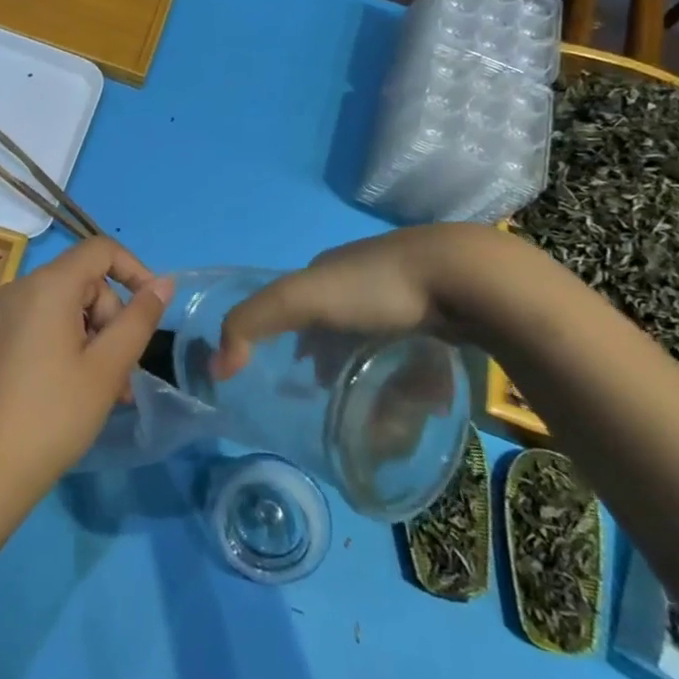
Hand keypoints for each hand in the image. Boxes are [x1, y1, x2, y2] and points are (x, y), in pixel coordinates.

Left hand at [0, 238, 173, 507]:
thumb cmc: (54, 415)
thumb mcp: (107, 367)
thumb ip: (139, 319)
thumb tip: (164, 282)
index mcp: (47, 286)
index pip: (100, 250)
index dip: (134, 270)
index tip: (153, 310)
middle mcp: (19, 288)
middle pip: (84, 282)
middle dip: (112, 321)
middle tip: (124, 375)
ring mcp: (2, 313)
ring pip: (65, 308)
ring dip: (93, 340)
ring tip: (108, 393)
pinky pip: (42, 324)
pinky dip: (67, 345)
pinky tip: (77, 389)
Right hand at [216, 223, 508, 377]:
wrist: (463, 275)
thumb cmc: (375, 287)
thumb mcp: (300, 300)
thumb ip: (251, 323)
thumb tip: (215, 366)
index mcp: (329, 269)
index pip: (301, 306)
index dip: (295, 342)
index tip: (304, 382)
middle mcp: (366, 275)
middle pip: (342, 326)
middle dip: (339, 362)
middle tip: (348, 400)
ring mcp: (410, 290)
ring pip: (383, 339)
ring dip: (379, 372)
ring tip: (391, 409)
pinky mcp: (448, 308)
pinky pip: (421, 346)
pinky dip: (416, 372)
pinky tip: (426, 395)